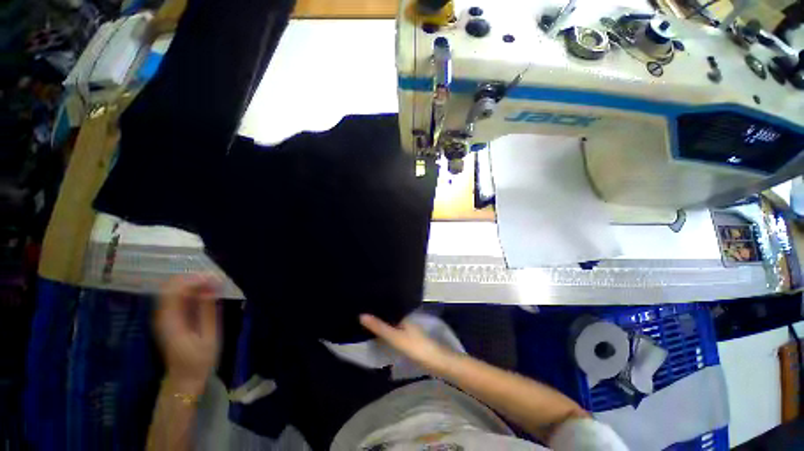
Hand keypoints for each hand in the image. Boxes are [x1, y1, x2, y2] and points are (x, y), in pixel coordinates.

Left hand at [155, 275, 219, 393]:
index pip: (175, 290)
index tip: (216, 279)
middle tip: (217, 280)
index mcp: (171, 321)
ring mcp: (163, 316)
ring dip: (194, 283)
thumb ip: (208, 311)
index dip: (195, 279)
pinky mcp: (168, 317)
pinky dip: (191, 290)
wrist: (184, 378)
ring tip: (215, 285)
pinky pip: (177, 296)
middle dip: (195, 278)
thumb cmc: (199, 360)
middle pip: (172, 285)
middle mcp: (162, 315)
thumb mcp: (209, 337)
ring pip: (173, 288)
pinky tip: (206, 292)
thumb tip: (211, 289)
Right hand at [359, 314, 451, 372]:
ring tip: (368, 323)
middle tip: (362, 314)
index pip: (388, 307)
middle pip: (390, 315)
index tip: (363, 304)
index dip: (377, 306)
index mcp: (403, 316)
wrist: (436, 362)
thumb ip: (379, 327)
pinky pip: (395, 332)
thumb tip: (362, 315)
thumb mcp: (395, 337)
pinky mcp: (410, 340)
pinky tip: (381, 336)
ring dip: (383, 324)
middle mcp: (406, 320)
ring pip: (393, 324)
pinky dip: (388, 332)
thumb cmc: (415, 347)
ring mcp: (409, 330)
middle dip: (379, 315)